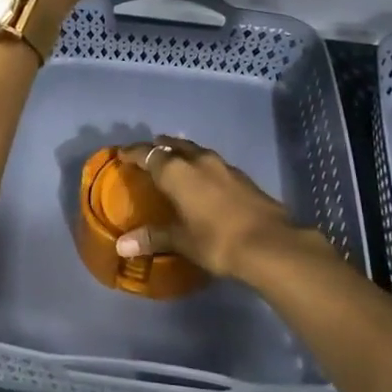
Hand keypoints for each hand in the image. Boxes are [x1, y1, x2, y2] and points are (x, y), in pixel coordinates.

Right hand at [111, 138, 307, 280]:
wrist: (270, 244)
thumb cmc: (216, 240)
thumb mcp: (181, 241)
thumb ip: (152, 238)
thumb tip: (121, 245)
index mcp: (176, 171)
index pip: (147, 154)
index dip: (133, 153)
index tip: (121, 155)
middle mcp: (198, 161)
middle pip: (173, 146)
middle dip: (159, 148)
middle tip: (149, 154)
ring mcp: (224, 166)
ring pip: (196, 151)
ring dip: (183, 153)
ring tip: (175, 162)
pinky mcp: (242, 177)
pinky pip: (213, 164)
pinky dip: (202, 167)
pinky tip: (204, 180)